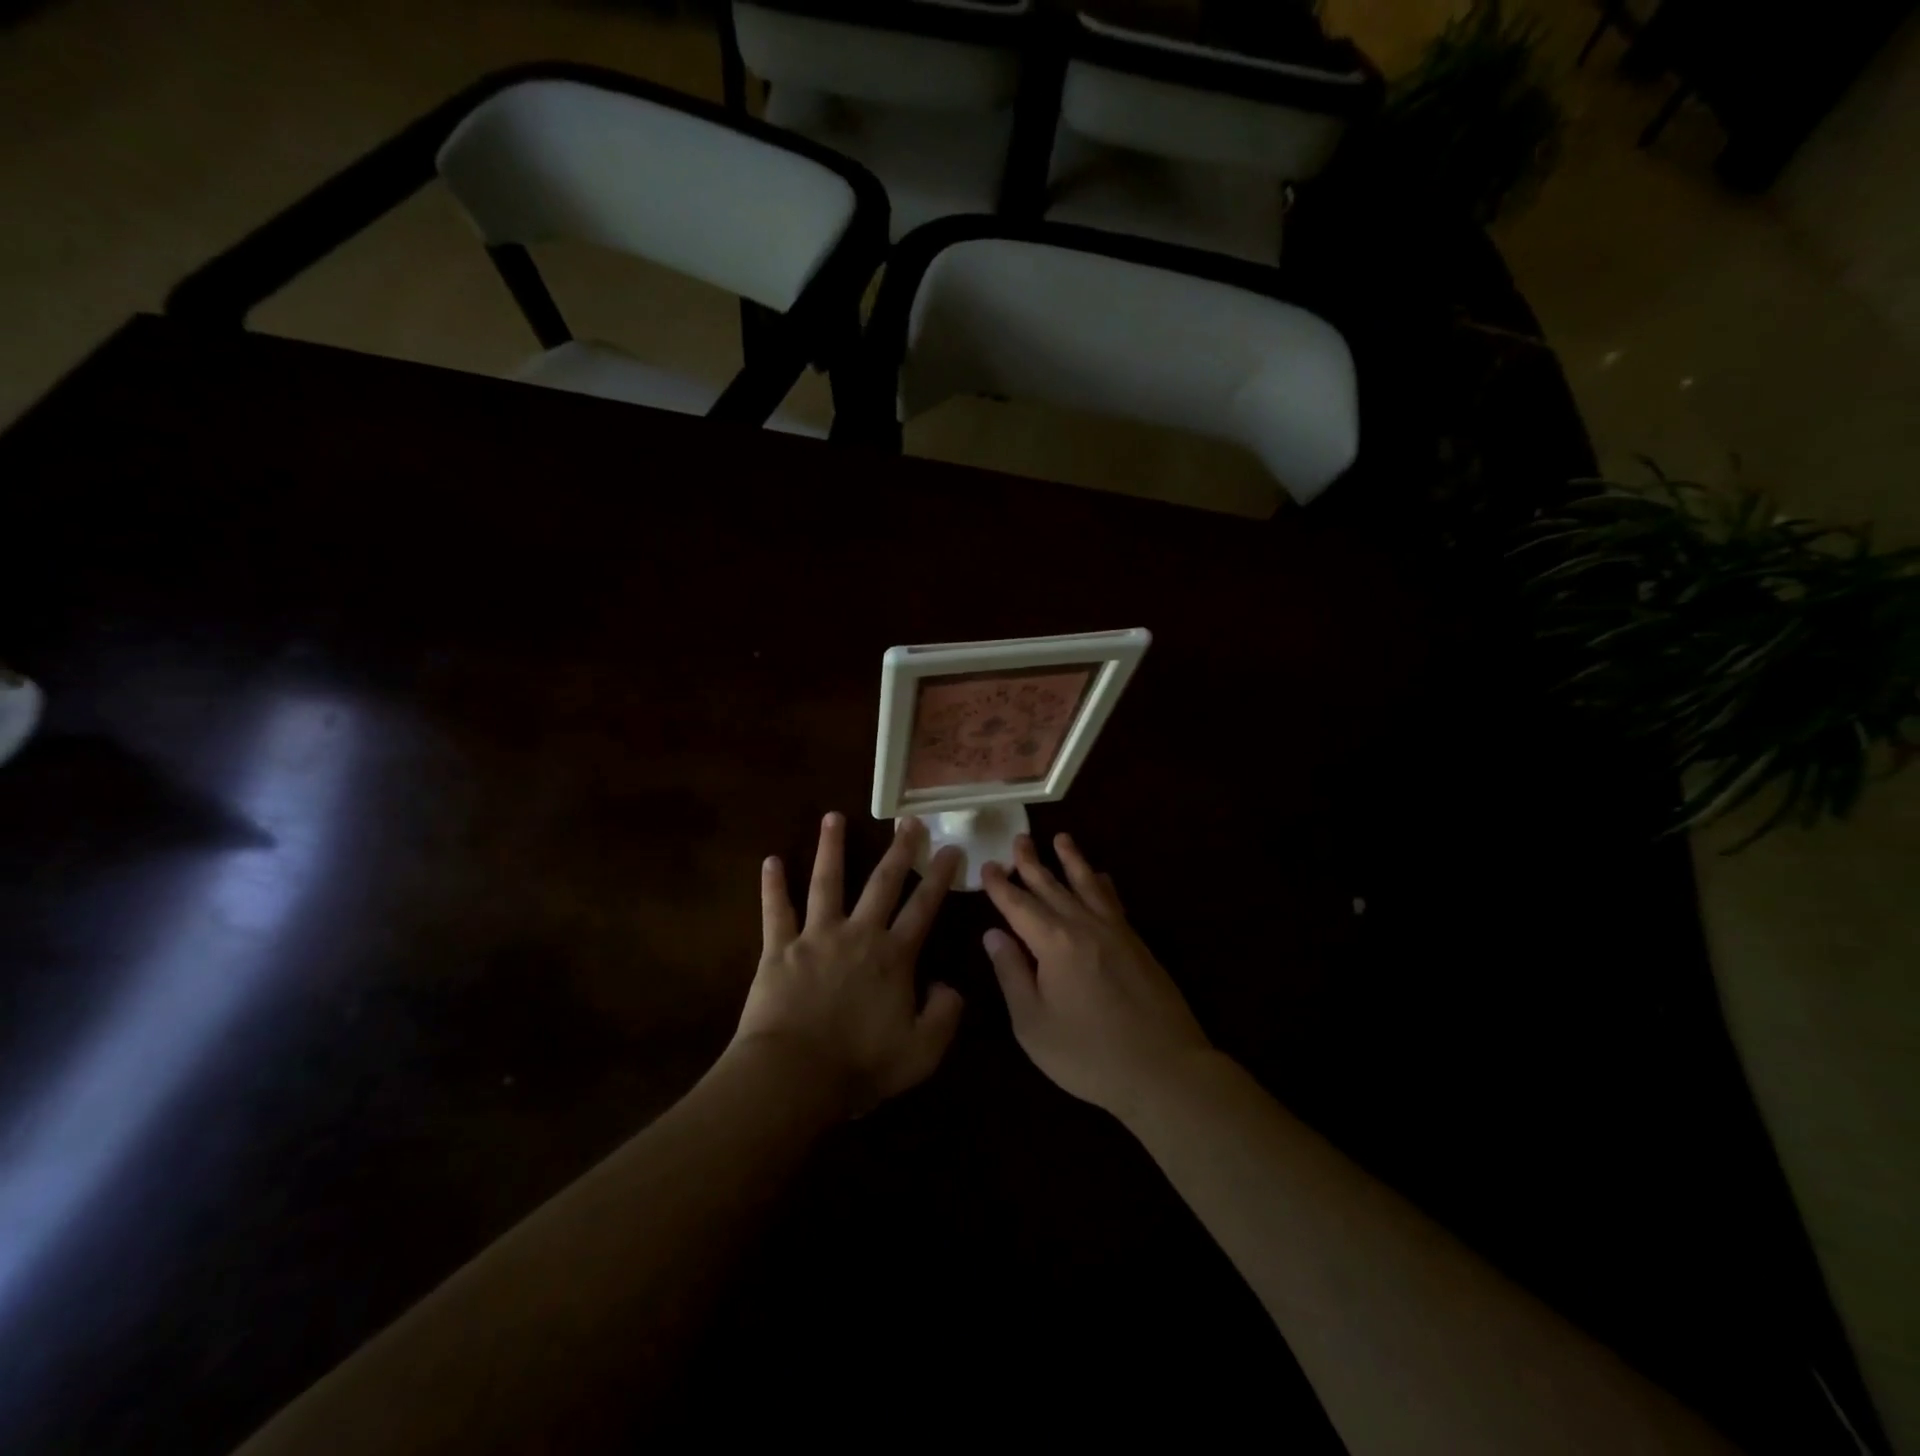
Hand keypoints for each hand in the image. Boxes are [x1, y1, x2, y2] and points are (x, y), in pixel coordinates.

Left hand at [733, 812, 964, 1117]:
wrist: (793, 1076)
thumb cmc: (859, 1065)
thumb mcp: (922, 1052)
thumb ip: (945, 1015)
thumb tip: (949, 985)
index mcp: (893, 956)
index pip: (924, 907)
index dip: (940, 877)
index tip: (952, 849)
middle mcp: (858, 934)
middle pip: (882, 882)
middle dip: (898, 850)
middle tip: (908, 821)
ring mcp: (816, 936)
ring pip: (827, 881)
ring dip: (831, 847)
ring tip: (833, 816)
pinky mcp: (778, 948)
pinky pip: (776, 910)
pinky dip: (773, 886)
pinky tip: (771, 860)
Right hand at [981, 833, 1212, 1118]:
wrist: (1164, 1070)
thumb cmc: (1088, 1054)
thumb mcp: (1033, 1024)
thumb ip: (1012, 974)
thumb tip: (993, 934)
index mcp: (1053, 943)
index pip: (1018, 905)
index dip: (1000, 886)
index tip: (987, 866)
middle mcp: (1083, 925)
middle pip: (1052, 886)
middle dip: (1031, 862)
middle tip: (1019, 838)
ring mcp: (1115, 931)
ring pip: (1087, 884)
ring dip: (1072, 860)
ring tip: (1061, 838)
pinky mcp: (1137, 944)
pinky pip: (1114, 901)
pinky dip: (1103, 884)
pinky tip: (1101, 877)